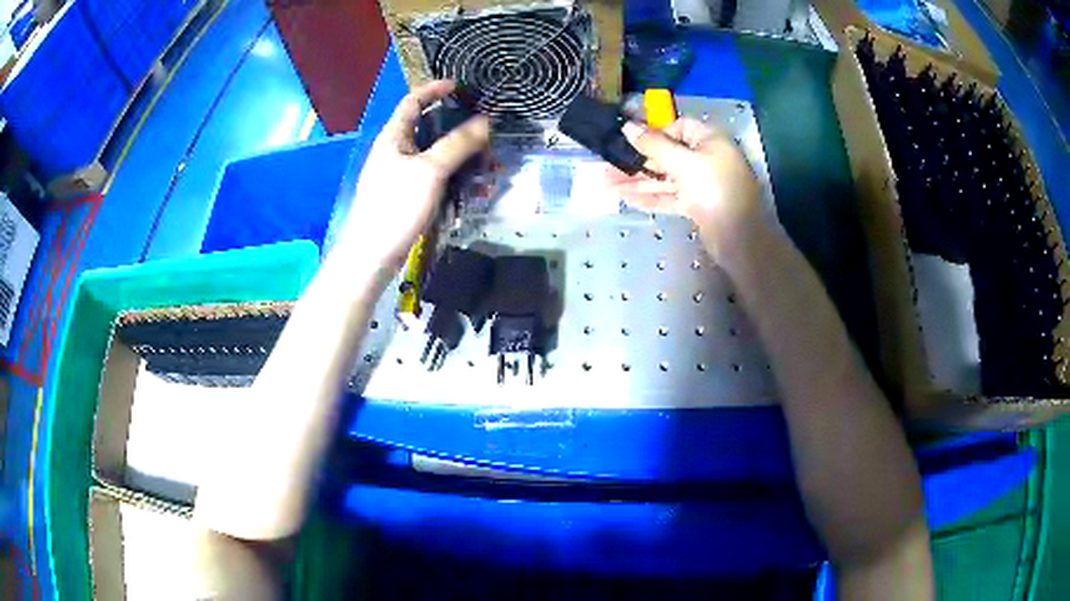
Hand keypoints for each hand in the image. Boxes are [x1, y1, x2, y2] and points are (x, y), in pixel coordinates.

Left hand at [336, 80, 490, 268]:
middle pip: (431, 130)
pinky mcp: (408, 197)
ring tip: (492, 170)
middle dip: (461, 131)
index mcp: (394, 137)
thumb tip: (485, 121)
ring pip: (438, 157)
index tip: (459, 87)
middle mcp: (396, 151)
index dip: (434, 90)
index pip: (412, 102)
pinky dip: (457, 181)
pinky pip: (437, 180)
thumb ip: (458, 143)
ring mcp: (402, 176)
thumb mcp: (430, 170)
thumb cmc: (395, 206)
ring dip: (465, 160)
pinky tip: (477, 193)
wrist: (372, 256)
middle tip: (487, 135)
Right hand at [606, 118, 763, 262]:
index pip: (678, 127)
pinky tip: (628, 200)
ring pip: (666, 179)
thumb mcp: (682, 162)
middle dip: (638, 162)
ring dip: (639, 182)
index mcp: (709, 140)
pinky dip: (652, 198)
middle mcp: (706, 159)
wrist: (740, 237)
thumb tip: (627, 126)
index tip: (628, 139)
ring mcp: (703, 184)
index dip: (653, 132)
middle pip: (668, 155)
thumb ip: (653, 145)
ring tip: (608, 186)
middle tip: (608, 167)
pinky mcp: (698, 206)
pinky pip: (671, 197)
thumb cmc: (714, 189)